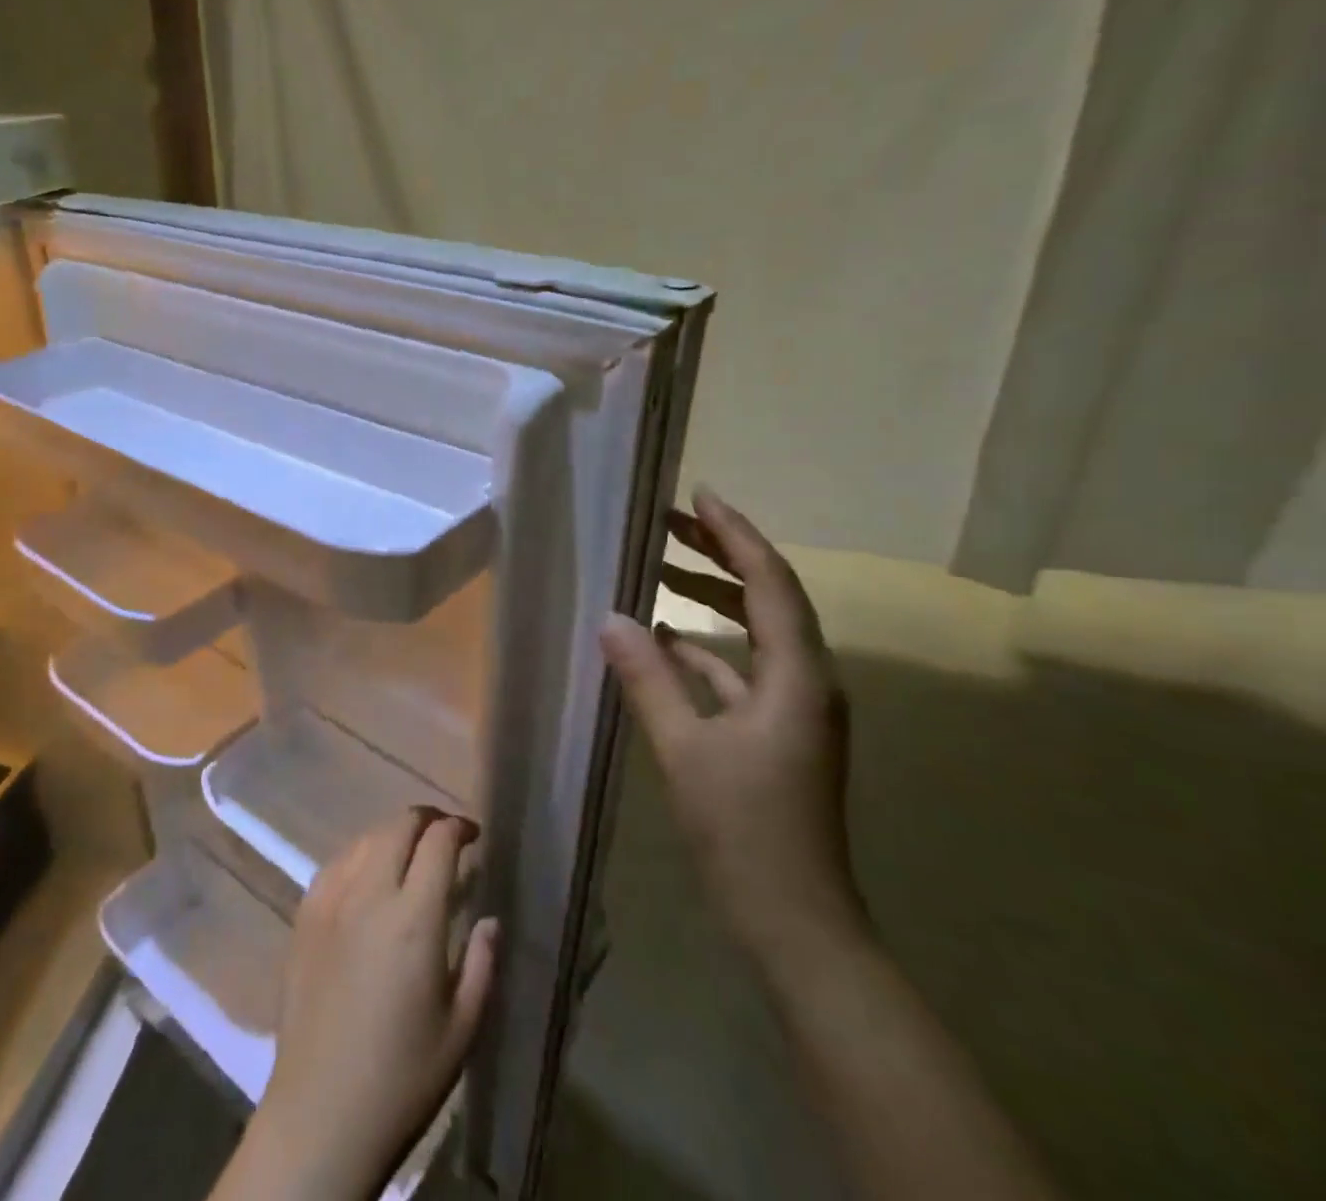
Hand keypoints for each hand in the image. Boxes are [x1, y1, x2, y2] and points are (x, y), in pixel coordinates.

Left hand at [227, 809, 497, 1200]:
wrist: (320, 1114)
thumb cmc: (402, 1078)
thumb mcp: (462, 1028)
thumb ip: (482, 962)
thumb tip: (490, 918)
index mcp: (413, 918)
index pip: (438, 842)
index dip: (459, 827)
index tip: (474, 836)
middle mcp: (369, 893)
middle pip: (399, 826)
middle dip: (427, 820)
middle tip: (446, 837)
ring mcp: (330, 900)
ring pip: (365, 837)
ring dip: (393, 834)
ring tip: (410, 853)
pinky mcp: (304, 914)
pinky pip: (336, 862)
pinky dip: (360, 854)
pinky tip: (368, 875)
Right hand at [601, 486, 867, 963]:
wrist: (796, 923)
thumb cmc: (744, 830)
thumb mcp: (685, 748)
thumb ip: (648, 678)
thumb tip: (611, 618)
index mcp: (797, 676)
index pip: (769, 581)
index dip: (735, 533)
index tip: (699, 495)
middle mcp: (807, 681)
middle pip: (767, 597)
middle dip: (719, 555)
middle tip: (667, 524)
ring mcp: (794, 709)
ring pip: (754, 633)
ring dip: (711, 599)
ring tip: (660, 571)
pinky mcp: (777, 734)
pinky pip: (742, 671)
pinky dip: (706, 648)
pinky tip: (665, 642)